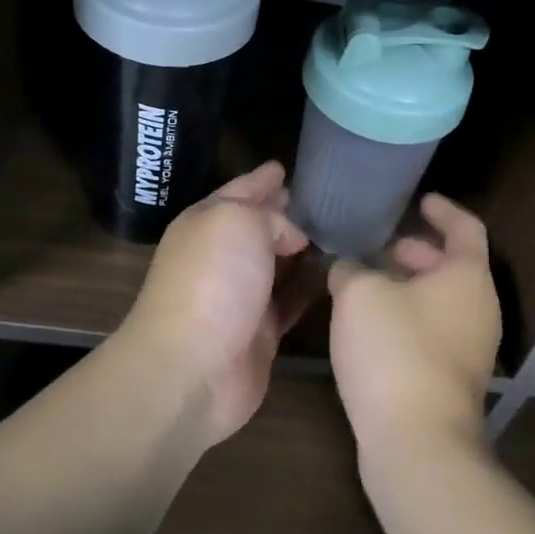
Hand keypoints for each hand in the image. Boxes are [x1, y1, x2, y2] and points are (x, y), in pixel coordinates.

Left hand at [123, 162, 309, 446]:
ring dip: (304, 250)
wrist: (193, 367)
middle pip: (259, 227)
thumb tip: (294, 237)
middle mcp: (223, 256)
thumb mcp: (240, 222)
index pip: (239, 191)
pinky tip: (337, 274)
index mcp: (208, 222)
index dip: (261, 179)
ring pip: (279, 263)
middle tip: (323, 199)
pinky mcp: (263, 332)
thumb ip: (272, 218)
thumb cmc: (212, 280)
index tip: (283, 166)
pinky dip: (312, 287)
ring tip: (341, 232)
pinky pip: (293, 300)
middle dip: (286, 213)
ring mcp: (242, 296)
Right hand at [329, 194, 501, 464]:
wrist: (416, 441)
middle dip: (417, 251)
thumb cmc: (394, 350)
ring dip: (408, 286)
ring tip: (366, 284)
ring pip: (441, 301)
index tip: (420, 200)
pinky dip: (407, 316)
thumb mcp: (359, 293)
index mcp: (467, 276)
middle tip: (381, 247)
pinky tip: (370, 326)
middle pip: (453, 265)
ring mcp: (470, 348)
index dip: (443, 209)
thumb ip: (351, 269)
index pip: (465, 227)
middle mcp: (479, 308)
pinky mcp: (452, 379)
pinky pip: (432, 330)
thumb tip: (347, 268)